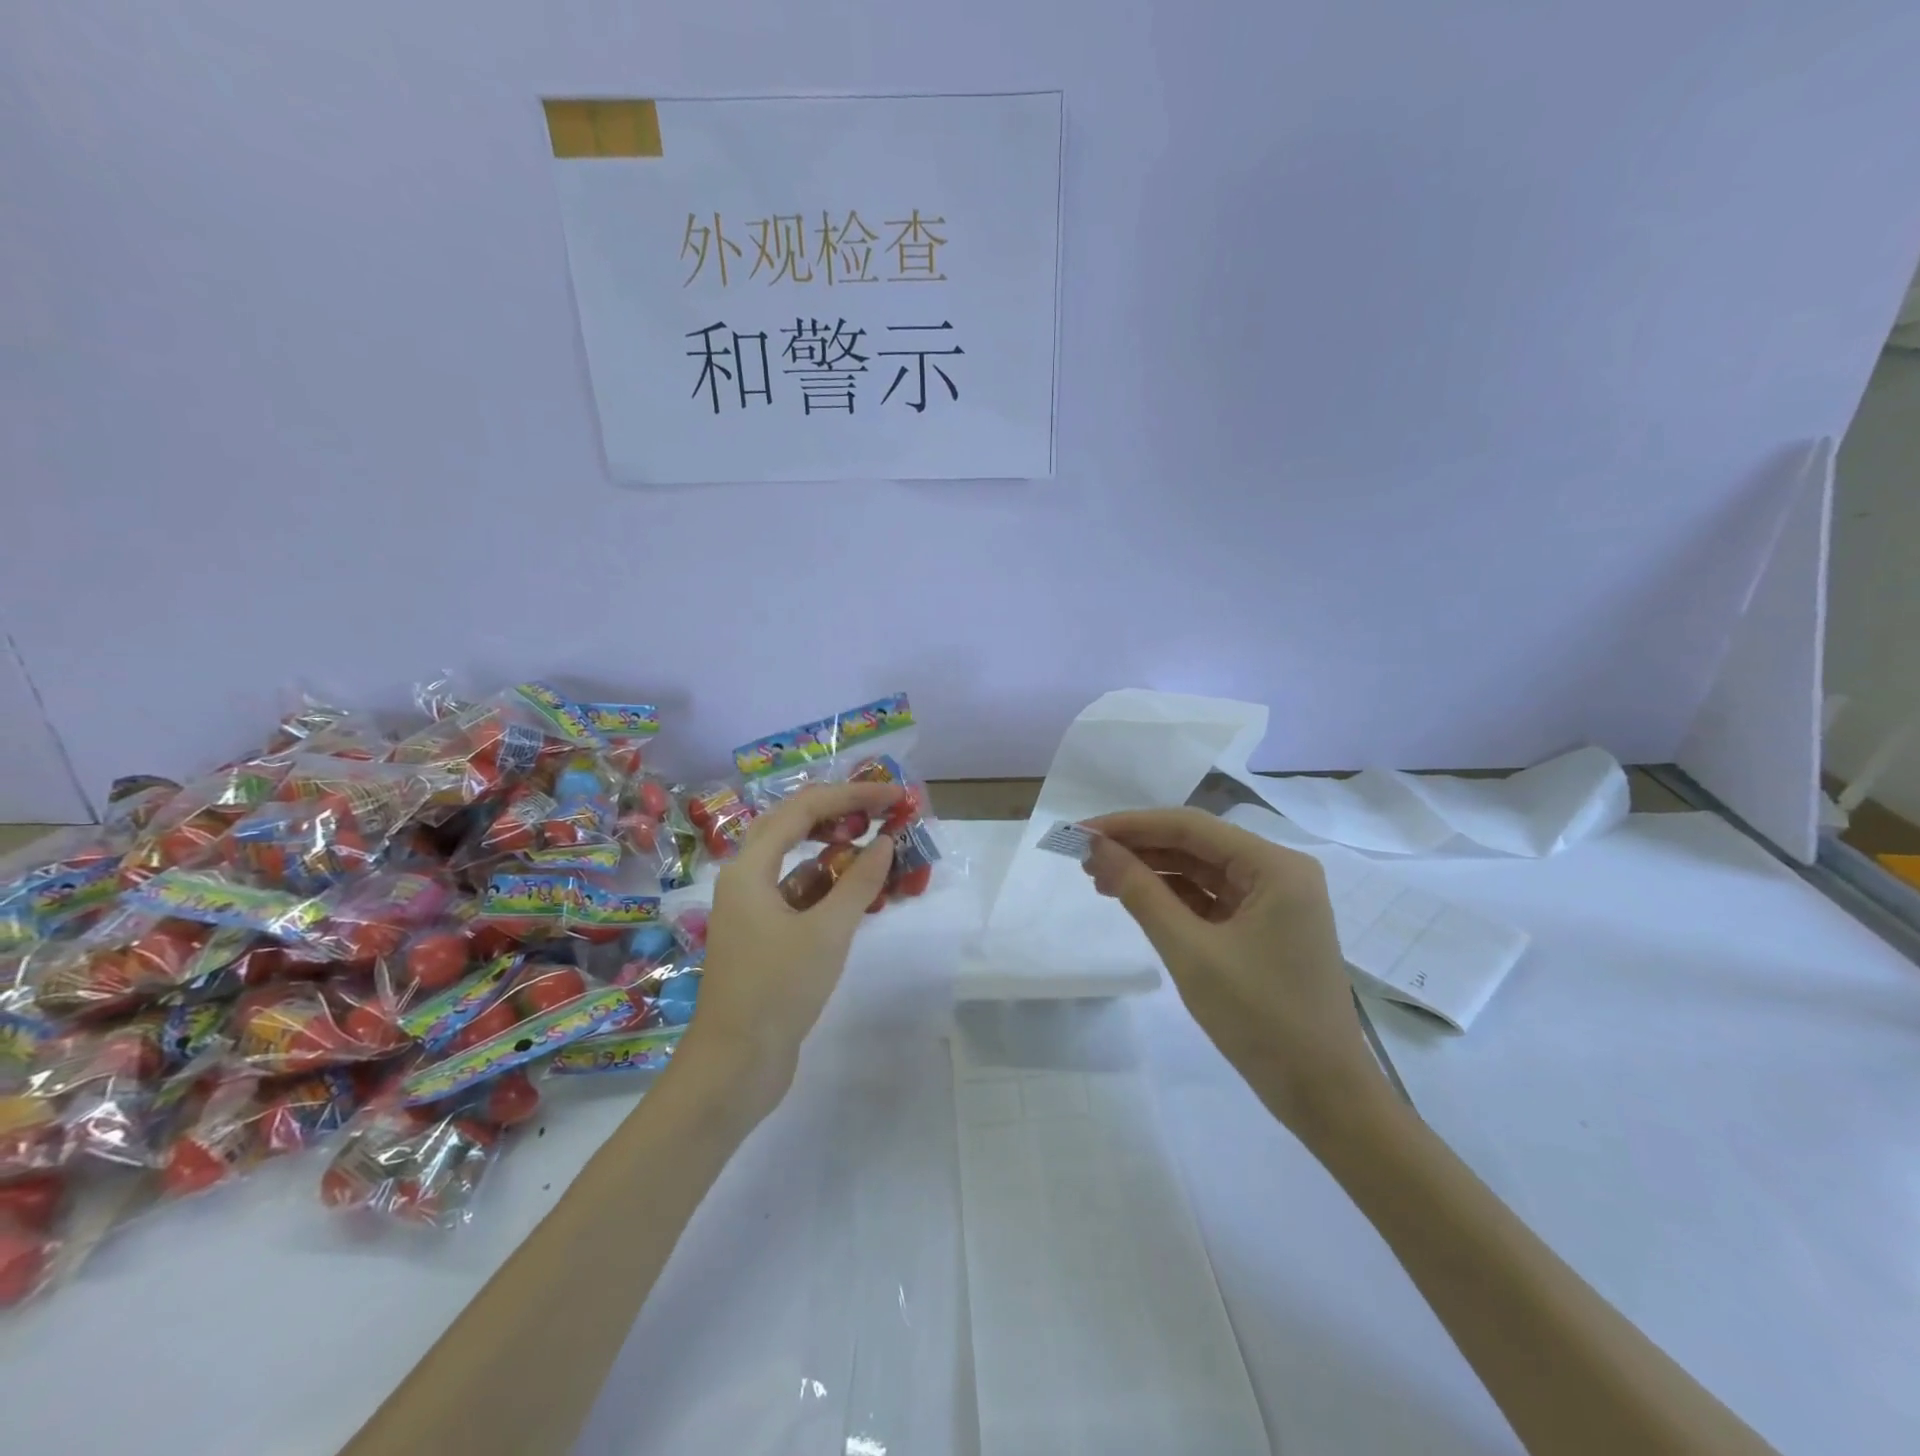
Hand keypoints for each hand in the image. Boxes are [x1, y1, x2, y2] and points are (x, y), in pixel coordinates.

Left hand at [679, 780, 898, 1119]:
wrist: (735, 1067)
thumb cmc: (776, 991)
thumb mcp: (826, 932)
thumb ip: (859, 883)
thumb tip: (886, 843)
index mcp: (749, 869)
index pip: (802, 810)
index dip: (850, 795)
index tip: (893, 795)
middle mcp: (746, 880)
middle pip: (796, 828)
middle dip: (843, 815)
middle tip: (886, 812)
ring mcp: (755, 910)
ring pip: (802, 864)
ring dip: (841, 854)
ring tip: (885, 849)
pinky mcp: (767, 937)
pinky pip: (804, 896)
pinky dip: (834, 889)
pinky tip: (868, 895)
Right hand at [1083, 808, 1386, 1136]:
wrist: (1323, 1096)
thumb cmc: (1261, 1017)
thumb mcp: (1191, 951)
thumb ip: (1142, 893)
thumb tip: (1099, 849)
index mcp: (1275, 866)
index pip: (1190, 827)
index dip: (1131, 825)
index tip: (1082, 832)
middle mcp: (1279, 872)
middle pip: (1196, 845)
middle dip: (1139, 849)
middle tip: (1084, 858)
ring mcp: (1275, 902)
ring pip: (1201, 872)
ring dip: (1152, 873)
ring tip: (1100, 879)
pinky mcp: (1265, 929)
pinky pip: (1211, 900)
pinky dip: (1173, 899)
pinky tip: (1137, 901)